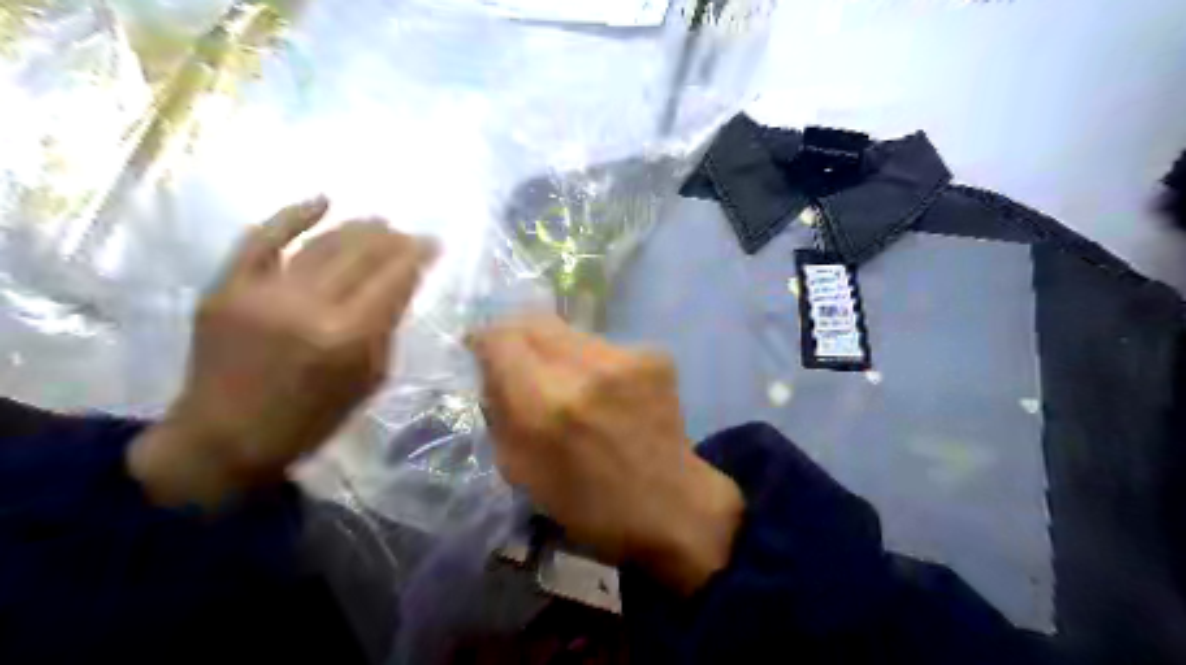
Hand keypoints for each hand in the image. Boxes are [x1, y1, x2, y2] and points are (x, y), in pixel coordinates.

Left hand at [129, 198, 433, 509]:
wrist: (223, 438)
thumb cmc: (311, 420)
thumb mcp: (368, 381)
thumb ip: (385, 330)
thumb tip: (398, 289)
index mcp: (348, 338)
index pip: (394, 280)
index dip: (418, 256)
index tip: (434, 244)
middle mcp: (309, 307)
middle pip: (362, 255)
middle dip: (394, 239)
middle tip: (410, 234)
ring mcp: (263, 292)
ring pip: (323, 244)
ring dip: (358, 228)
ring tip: (380, 222)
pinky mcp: (227, 286)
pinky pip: (262, 238)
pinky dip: (292, 215)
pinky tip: (323, 200)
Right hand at [472, 315, 739, 593]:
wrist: (672, 507)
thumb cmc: (590, 505)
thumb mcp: (520, 470)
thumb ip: (500, 411)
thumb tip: (493, 369)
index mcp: (545, 404)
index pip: (500, 337)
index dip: (484, 340)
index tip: (482, 352)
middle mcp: (585, 368)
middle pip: (534, 320)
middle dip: (518, 337)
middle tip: (520, 362)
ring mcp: (626, 356)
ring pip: (570, 331)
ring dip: (557, 351)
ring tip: (569, 384)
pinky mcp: (655, 354)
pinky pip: (604, 345)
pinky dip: (593, 362)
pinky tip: (606, 392)